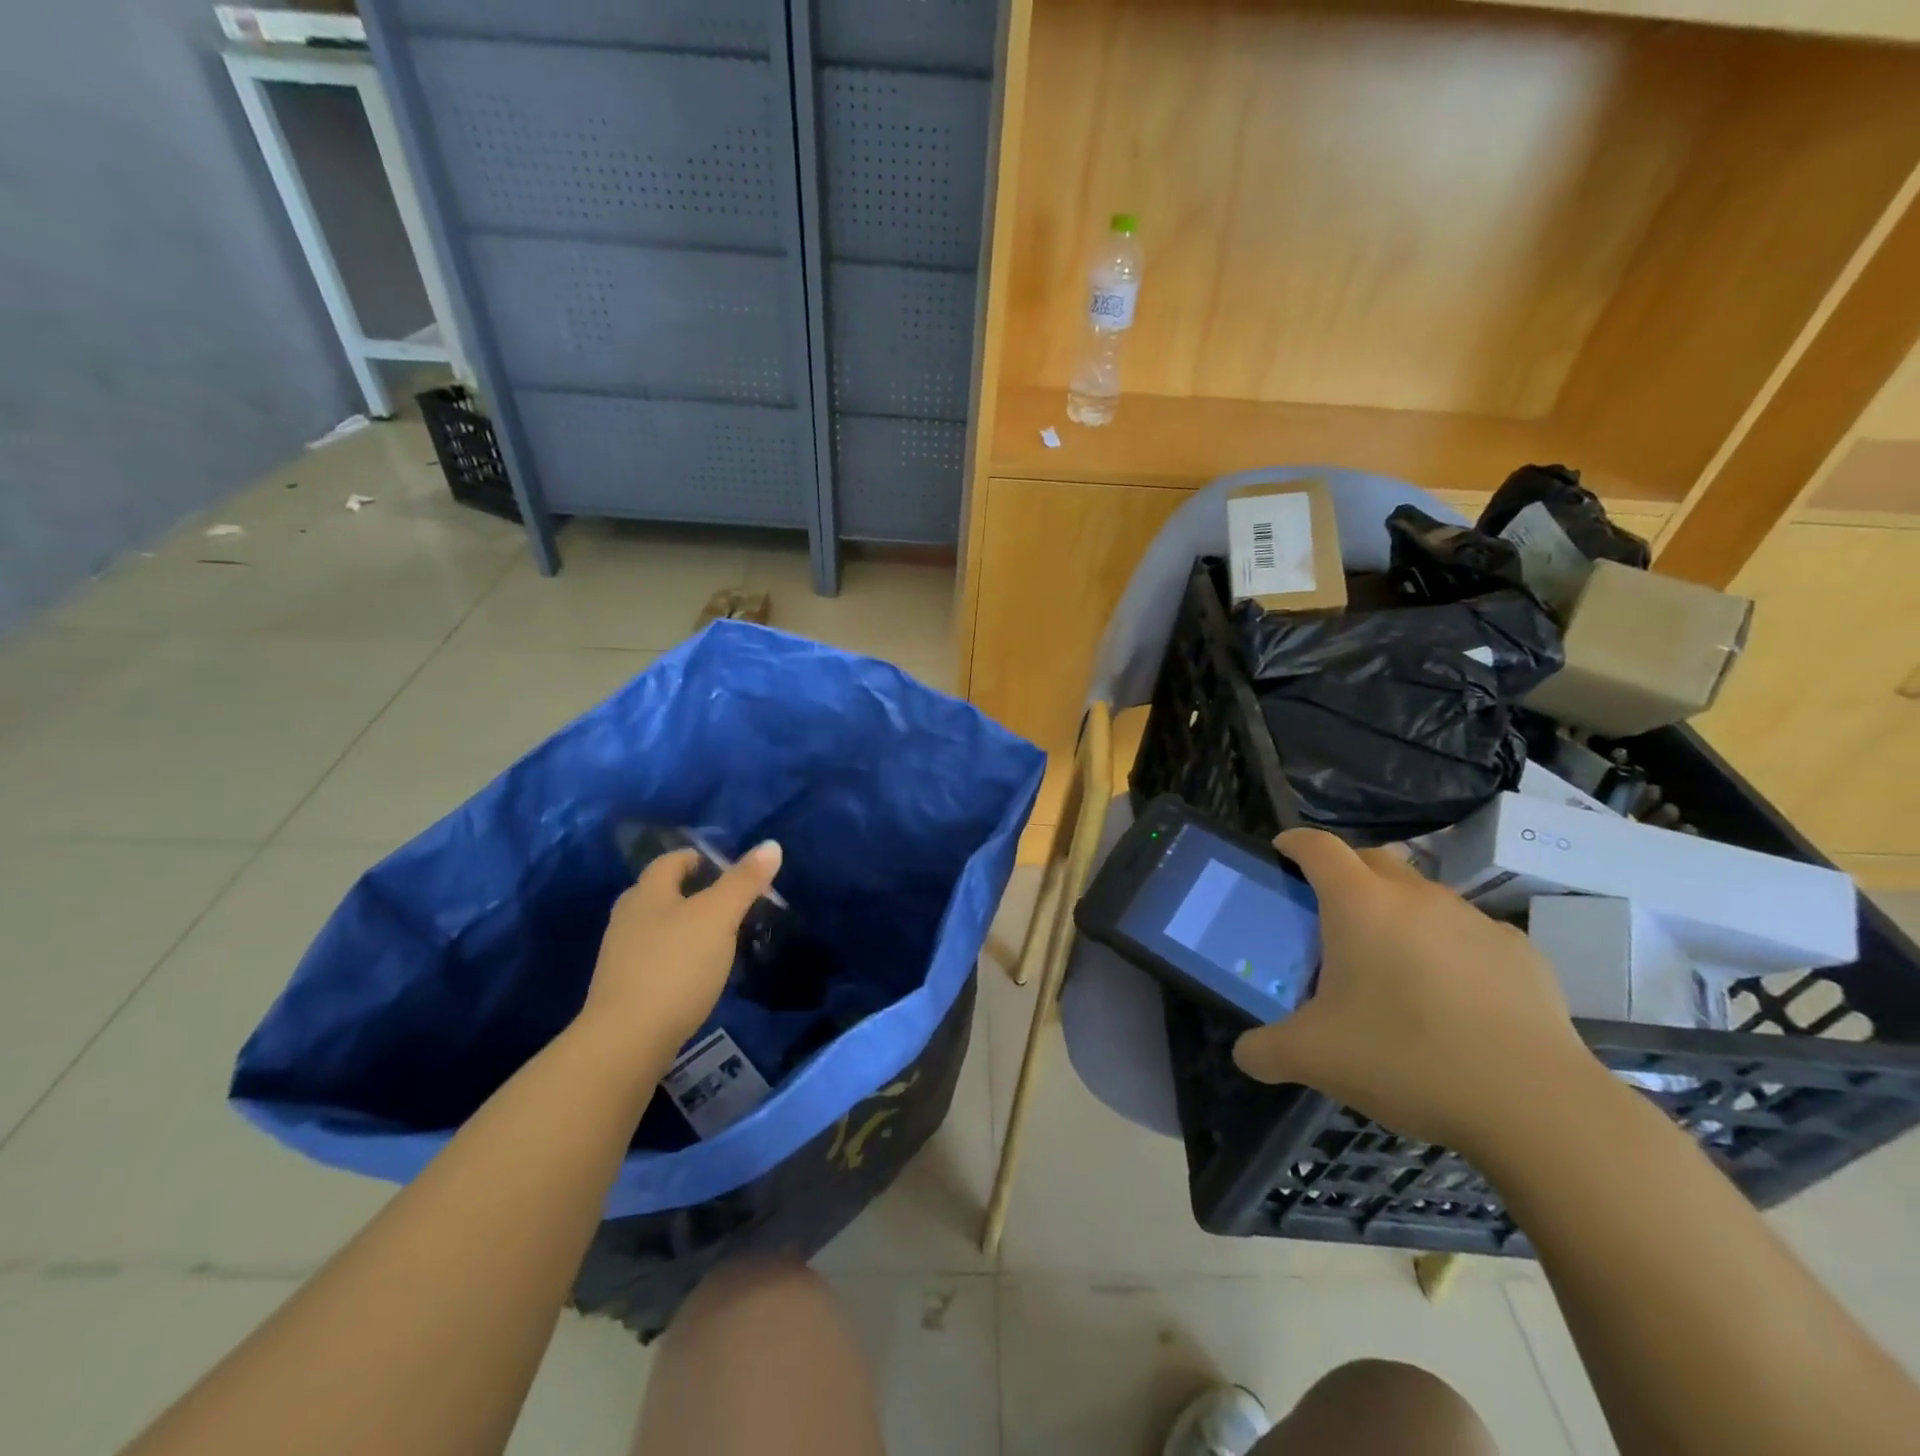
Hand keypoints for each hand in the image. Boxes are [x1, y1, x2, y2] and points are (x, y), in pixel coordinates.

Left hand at [576, 841, 783, 1058]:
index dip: (701, 858)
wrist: (627, 1041)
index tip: (731, 870)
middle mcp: (627, 916)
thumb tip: (771, 844)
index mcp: (647, 892)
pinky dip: (678, 956)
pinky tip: (697, 973)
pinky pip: (656, 957)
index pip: (672, 860)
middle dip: (694, 892)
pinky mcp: (623, 988)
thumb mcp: (719, 917)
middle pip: (662, 892)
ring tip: (720, 939)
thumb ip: (744, 881)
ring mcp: (620, 954)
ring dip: (687, 926)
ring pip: (659, 926)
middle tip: (730, 904)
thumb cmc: (676, 966)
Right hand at [1232, 829, 1601, 1158]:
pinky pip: (1469, 933)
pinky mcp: (1520, 951)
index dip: (1294, 842)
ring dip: (1398, 912)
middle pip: (1371, 859)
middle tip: (1330, 915)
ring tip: (1392, 964)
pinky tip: (1453, 998)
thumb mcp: (1313, 1058)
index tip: (1282, 853)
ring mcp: (1473, 919)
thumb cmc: (1405, 1058)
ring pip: (1422, 895)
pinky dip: (1449, 947)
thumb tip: (1246, 1054)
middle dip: (1345, 873)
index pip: (1317, 846)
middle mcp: (1416, 896)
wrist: (1534, 1105)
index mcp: (1359, 904)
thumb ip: (1264, 1050)